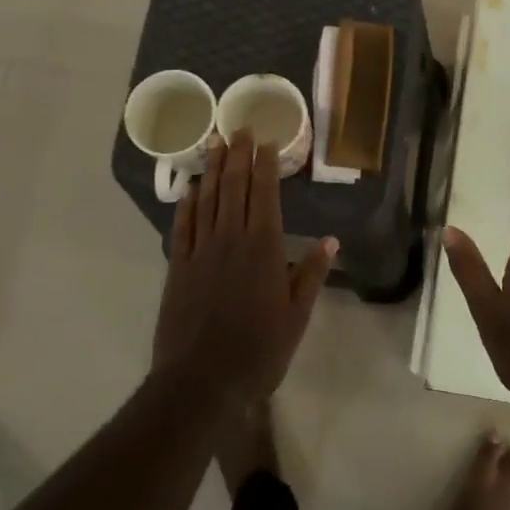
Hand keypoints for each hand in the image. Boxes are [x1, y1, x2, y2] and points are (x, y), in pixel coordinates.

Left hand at [153, 131, 335, 409]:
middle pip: (234, 188)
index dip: (265, 165)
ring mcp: (201, 251)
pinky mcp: (179, 267)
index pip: (264, 194)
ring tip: (215, 143)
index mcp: (263, 247)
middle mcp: (231, 239)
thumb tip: (331, 240)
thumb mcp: (297, 315)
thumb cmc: (259, 349)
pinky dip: (187, 204)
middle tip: (239, 128)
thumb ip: (311, 274)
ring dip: (213, 170)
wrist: (202, 380)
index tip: (265, 140)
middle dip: (238, 156)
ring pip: (208, 200)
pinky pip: (183, 227)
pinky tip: (190, 188)